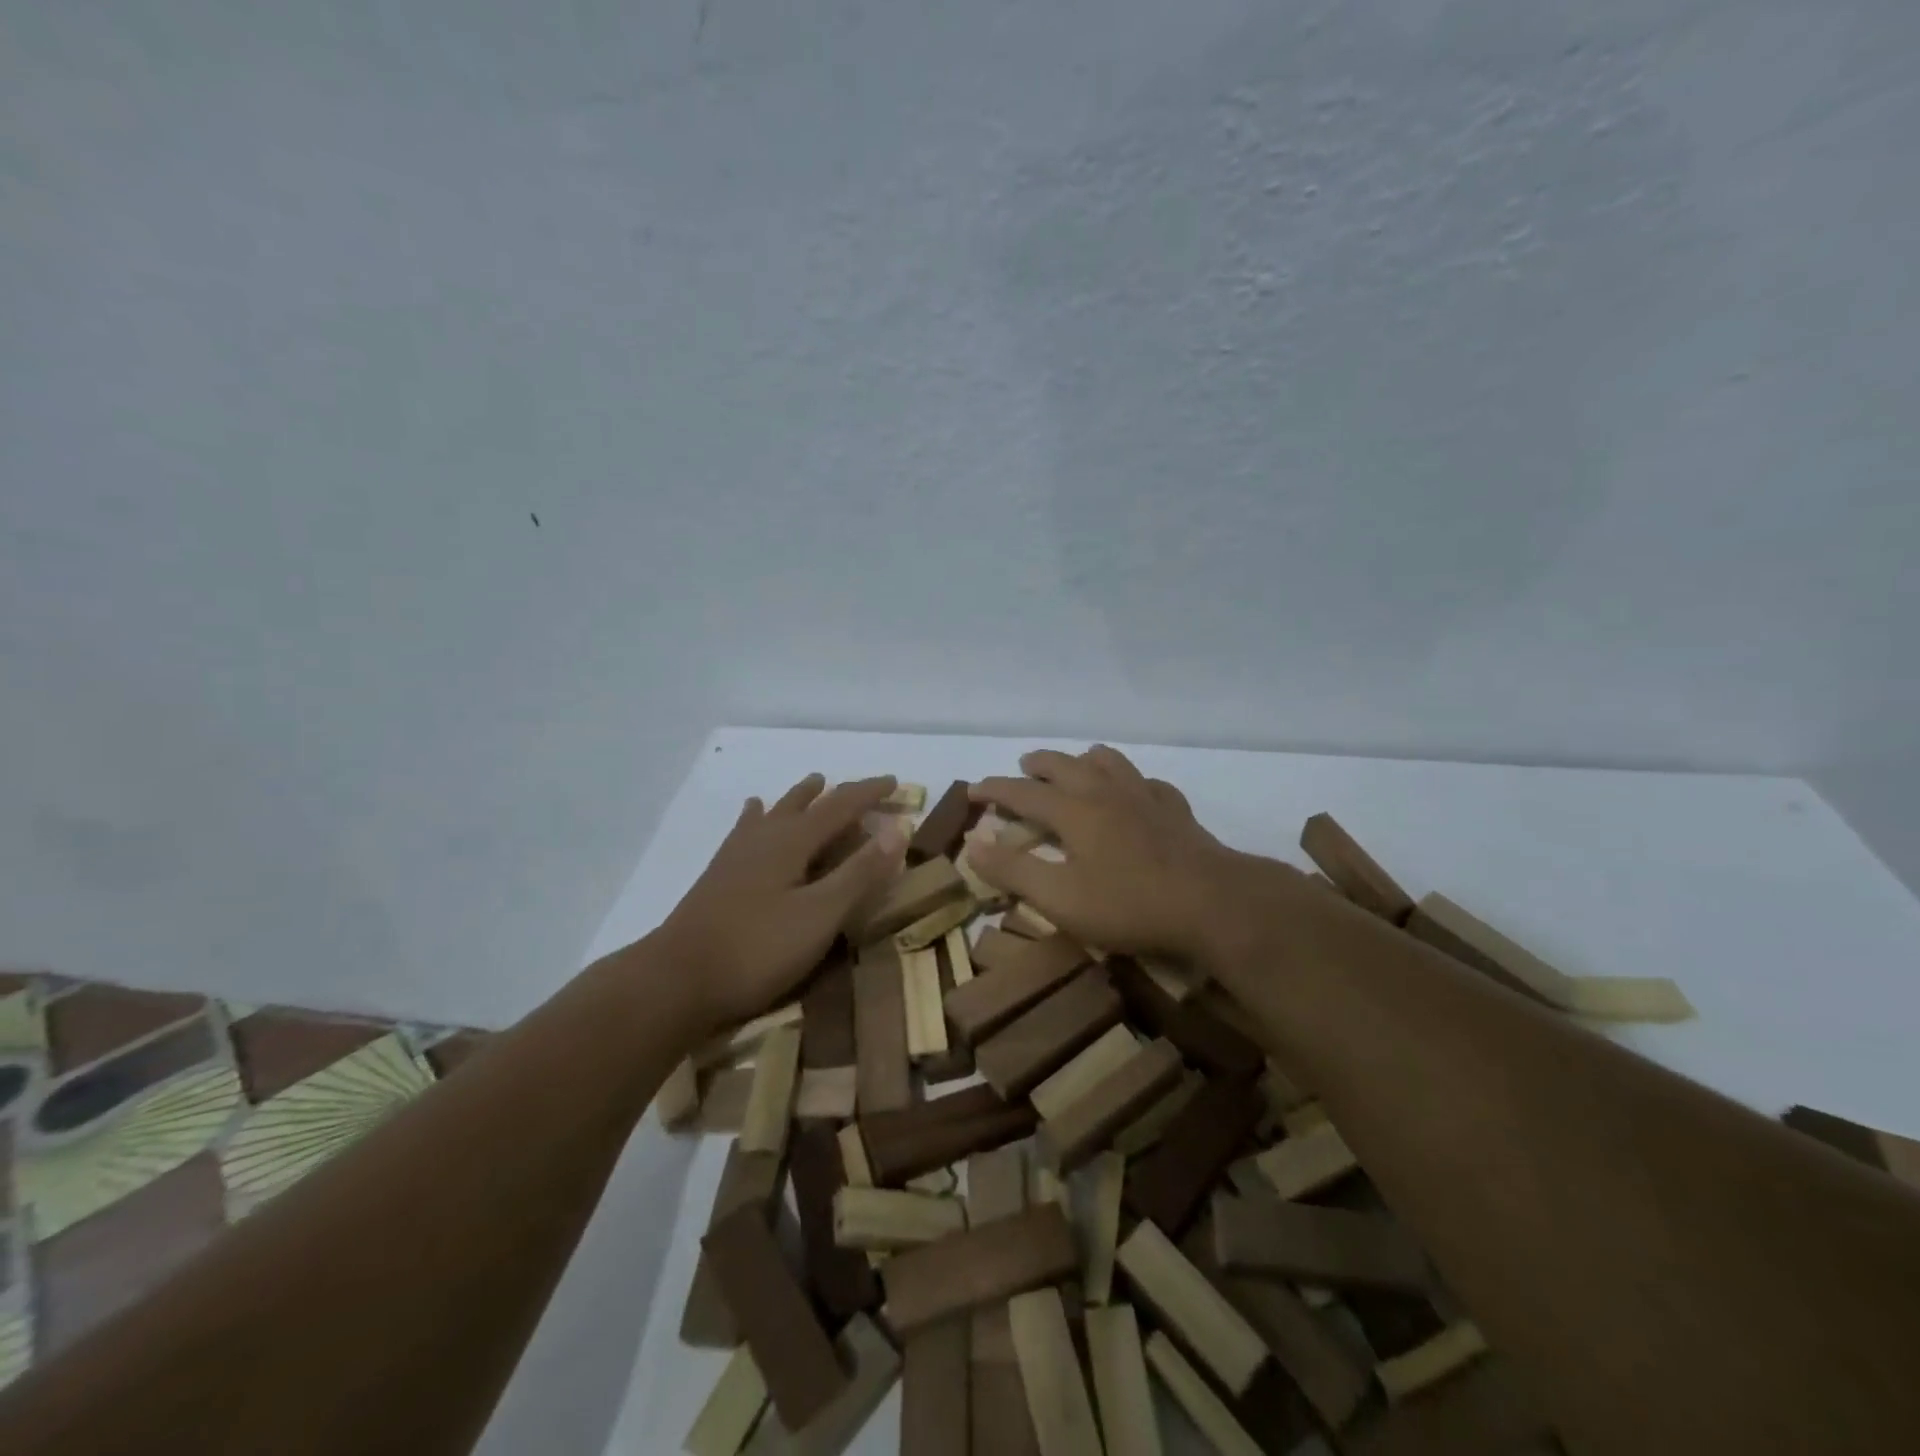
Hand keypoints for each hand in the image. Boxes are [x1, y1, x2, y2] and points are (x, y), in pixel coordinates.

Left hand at [656, 774, 906, 1028]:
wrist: (676, 980)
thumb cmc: (757, 949)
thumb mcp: (821, 915)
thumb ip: (860, 872)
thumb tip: (898, 827)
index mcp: (792, 841)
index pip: (840, 805)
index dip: (869, 792)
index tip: (895, 782)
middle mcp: (764, 837)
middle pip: (806, 803)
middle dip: (837, 794)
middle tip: (862, 790)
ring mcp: (736, 855)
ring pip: (775, 812)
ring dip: (799, 798)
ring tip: (813, 785)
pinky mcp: (719, 875)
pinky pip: (746, 830)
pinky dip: (759, 816)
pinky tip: (752, 814)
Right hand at [969, 747, 1252, 960]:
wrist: (1213, 903)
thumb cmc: (1130, 904)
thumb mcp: (1060, 898)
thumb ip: (1014, 870)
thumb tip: (973, 843)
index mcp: (1074, 811)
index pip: (1023, 792)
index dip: (995, 789)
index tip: (972, 790)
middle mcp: (1106, 793)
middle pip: (1065, 765)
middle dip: (1038, 764)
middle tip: (1023, 766)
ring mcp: (1145, 798)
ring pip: (1110, 762)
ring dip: (1085, 759)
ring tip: (1077, 763)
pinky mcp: (1176, 812)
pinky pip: (1148, 782)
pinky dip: (1131, 781)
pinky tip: (1136, 791)